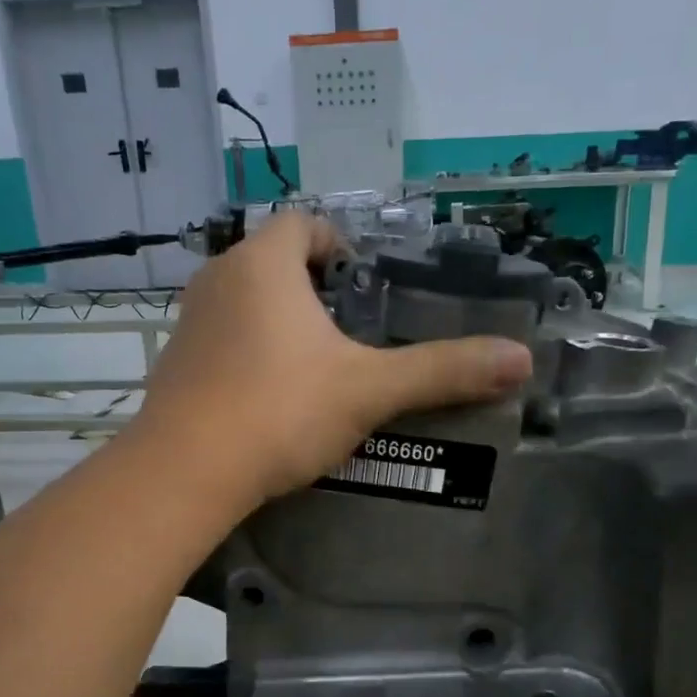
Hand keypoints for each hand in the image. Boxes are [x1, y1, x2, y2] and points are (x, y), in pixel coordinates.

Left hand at [131, 213, 533, 507]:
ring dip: (278, 321)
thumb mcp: (369, 389)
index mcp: (263, 266)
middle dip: (311, 286)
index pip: (302, 224)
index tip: (362, 279)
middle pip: (271, 262)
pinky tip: (271, 398)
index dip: (336, 242)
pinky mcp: (175, 366)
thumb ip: (442, 371)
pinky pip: (221, 341)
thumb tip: (520, 358)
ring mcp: (190, 324)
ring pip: (243, 303)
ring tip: (317, 364)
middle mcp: (218, 280)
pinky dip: (249, 354)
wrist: (186, 472)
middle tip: (351, 327)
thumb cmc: (280, 411)